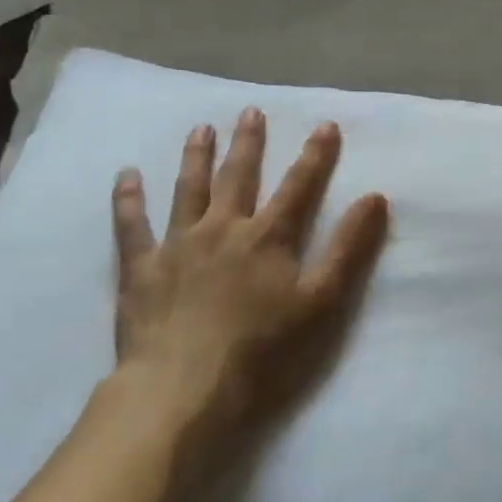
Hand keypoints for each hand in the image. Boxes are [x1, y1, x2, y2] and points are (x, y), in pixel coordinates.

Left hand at [111, 107, 388, 498]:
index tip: (325, 125)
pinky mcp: (141, 268)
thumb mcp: (321, 302)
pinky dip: (128, 199)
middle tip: (250, 111)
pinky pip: (131, 226)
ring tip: (201, 129)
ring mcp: (178, 245)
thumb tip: (375, 198)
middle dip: (249, 143)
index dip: (316, 155)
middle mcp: (223, 229)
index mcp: (268, 238)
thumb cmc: (262, 352)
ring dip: (197, 157)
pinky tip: (126, 175)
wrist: (184, 390)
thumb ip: (348, 248)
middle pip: (239, 177)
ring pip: (188, 190)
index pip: (299, 187)